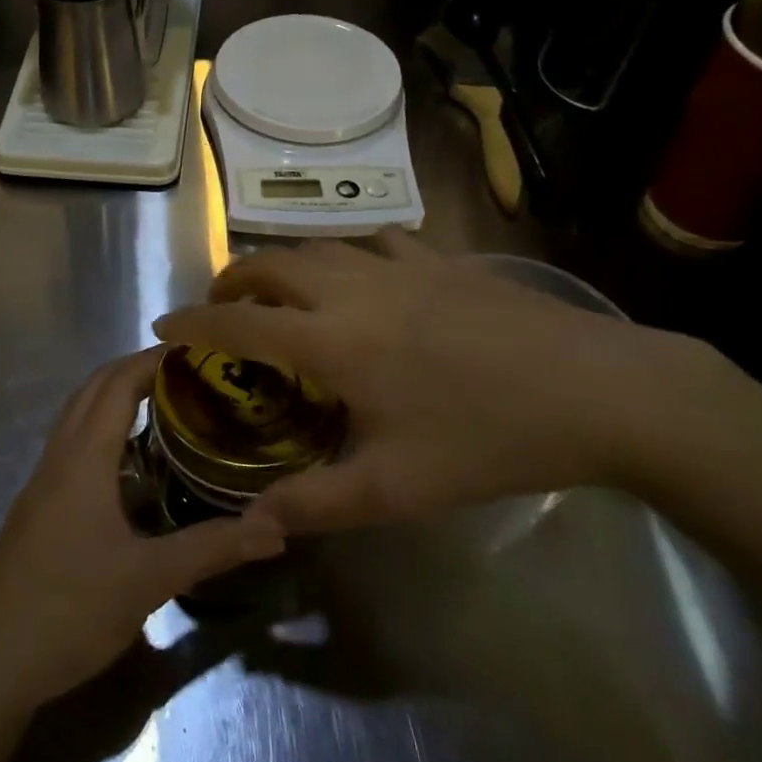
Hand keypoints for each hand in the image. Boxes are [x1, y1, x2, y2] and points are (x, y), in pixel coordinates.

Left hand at [0, 349, 285, 708]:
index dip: (153, 359)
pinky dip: (101, 432)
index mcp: (83, 459)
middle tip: (187, 373)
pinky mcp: (35, 510)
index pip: (117, 384)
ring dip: (114, 398)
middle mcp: (58, 458)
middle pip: (92, 390)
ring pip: (77, 418)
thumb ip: (212, 549)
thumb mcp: (147, 580)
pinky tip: (128, 467)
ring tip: (164, 407)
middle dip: (135, 370)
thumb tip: (276, 527)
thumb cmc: (67, 610)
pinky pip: (71, 448)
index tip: (195, 349)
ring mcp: (41, 484)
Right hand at [153, 231, 714, 533]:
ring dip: (283, 263)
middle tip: (219, 309)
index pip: (238, 323)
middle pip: (270, 264)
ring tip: (278, 291)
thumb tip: (254, 520)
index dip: (192, 323)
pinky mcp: (442, 259)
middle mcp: (353, 289)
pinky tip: (360, 273)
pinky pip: (375, 241)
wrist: (600, 391)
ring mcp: (399, 266)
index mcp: (334, 341)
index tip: (161, 325)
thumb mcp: (399, 488)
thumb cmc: (489, 439)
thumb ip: (317, 504)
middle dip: (231, 281)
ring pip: (318, 245)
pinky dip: (346, 253)